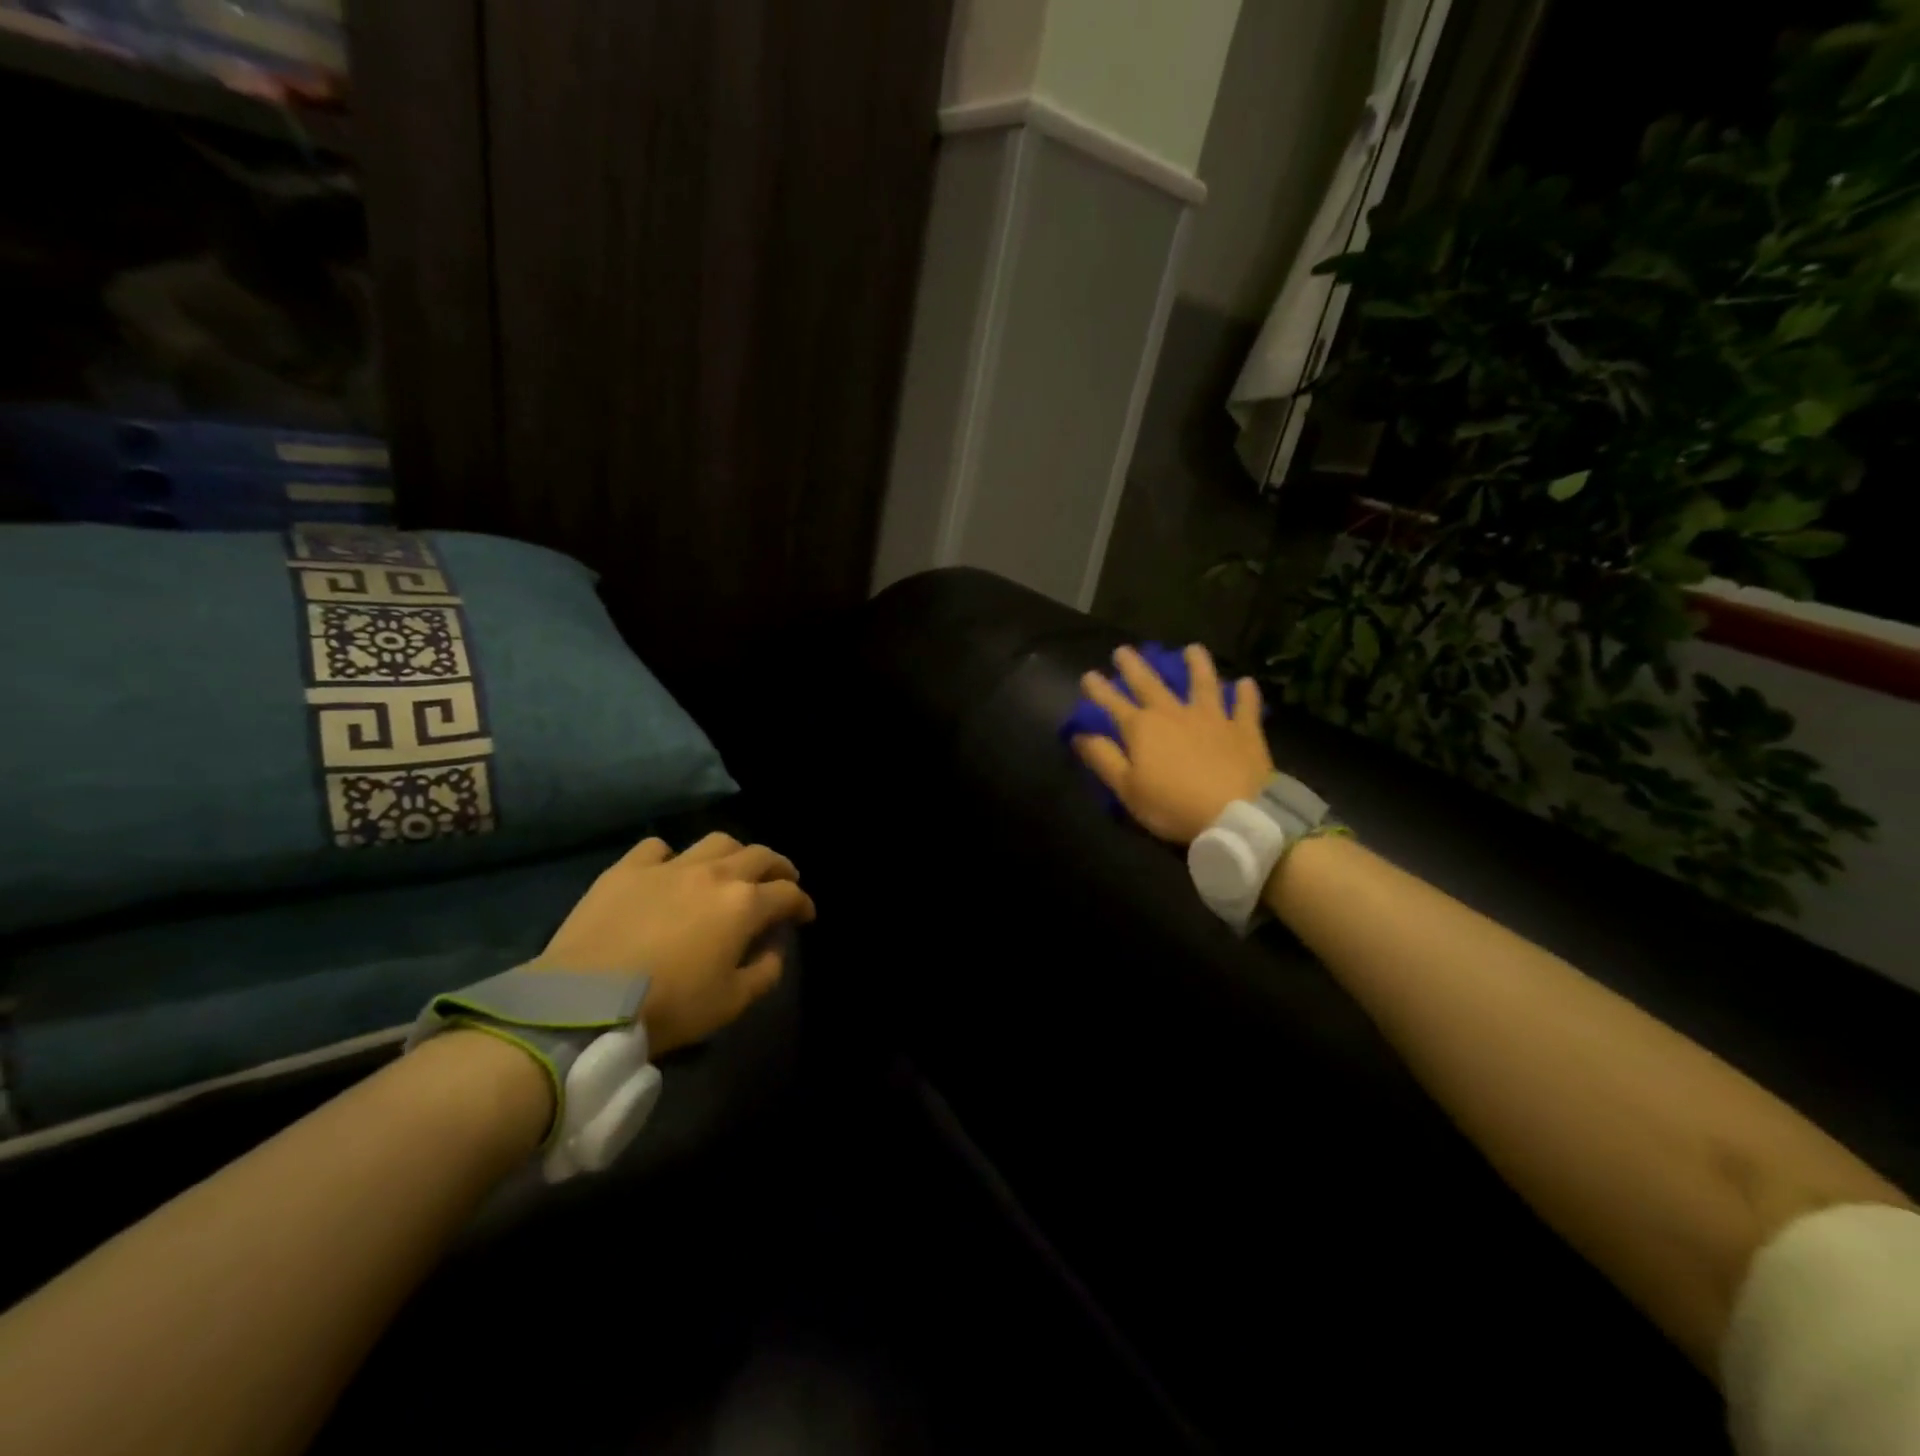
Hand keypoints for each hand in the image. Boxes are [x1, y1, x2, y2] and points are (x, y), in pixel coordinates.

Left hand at [530, 832, 815, 1056]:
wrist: (586, 1003)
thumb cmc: (668, 1007)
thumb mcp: (730, 1003)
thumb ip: (764, 973)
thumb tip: (773, 949)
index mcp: (744, 905)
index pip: (787, 894)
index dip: (802, 903)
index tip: (805, 915)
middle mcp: (714, 874)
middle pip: (759, 856)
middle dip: (778, 867)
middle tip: (781, 881)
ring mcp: (669, 866)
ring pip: (715, 841)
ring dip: (734, 853)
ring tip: (732, 869)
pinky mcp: (627, 869)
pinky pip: (658, 848)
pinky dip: (672, 856)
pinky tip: (669, 871)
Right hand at [1073, 644, 1275, 845]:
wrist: (1234, 814)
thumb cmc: (1172, 805)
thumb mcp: (1127, 788)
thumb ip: (1103, 758)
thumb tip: (1080, 735)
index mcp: (1142, 728)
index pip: (1113, 703)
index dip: (1099, 689)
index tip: (1088, 674)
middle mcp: (1174, 713)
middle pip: (1150, 684)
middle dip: (1134, 666)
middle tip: (1123, 650)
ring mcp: (1212, 718)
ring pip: (1203, 684)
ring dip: (1196, 664)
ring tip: (1192, 649)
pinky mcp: (1243, 730)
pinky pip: (1245, 706)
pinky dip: (1246, 694)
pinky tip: (1247, 682)